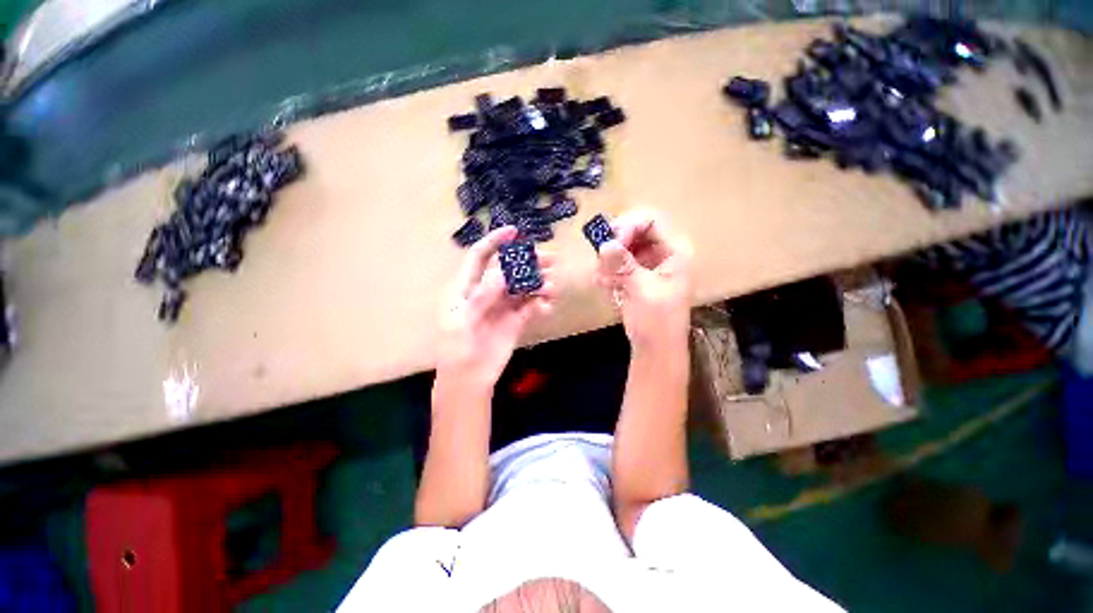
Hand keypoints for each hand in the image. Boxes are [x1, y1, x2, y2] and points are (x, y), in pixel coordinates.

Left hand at [437, 226, 555, 389]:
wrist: (469, 380)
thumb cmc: (456, 350)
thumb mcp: (460, 322)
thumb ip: (479, 298)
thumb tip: (500, 274)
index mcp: (467, 287)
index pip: (480, 257)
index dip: (495, 242)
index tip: (515, 232)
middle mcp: (487, 292)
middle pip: (509, 269)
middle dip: (529, 262)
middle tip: (551, 260)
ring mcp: (503, 306)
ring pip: (524, 286)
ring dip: (539, 283)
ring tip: (551, 288)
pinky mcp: (516, 320)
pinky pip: (531, 306)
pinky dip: (541, 304)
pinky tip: (547, 307)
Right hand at [596, 211, 691, 352]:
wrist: (655, 350)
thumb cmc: (657, 322)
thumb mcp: (641, 291)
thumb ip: (623, 265)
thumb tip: (604, 243)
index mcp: (674, 251)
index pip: (649, 221)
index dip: (627, 227)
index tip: (608, 244)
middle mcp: (661, 252)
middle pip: (633, 231)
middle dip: (614, 247)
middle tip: (601, 264)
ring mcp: (647, 264)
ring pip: (622, 247)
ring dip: (608, 262)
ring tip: (604, 281)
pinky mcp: (635, 276)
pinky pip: (617, 263)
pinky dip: (608, 272)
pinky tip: (605, 286)